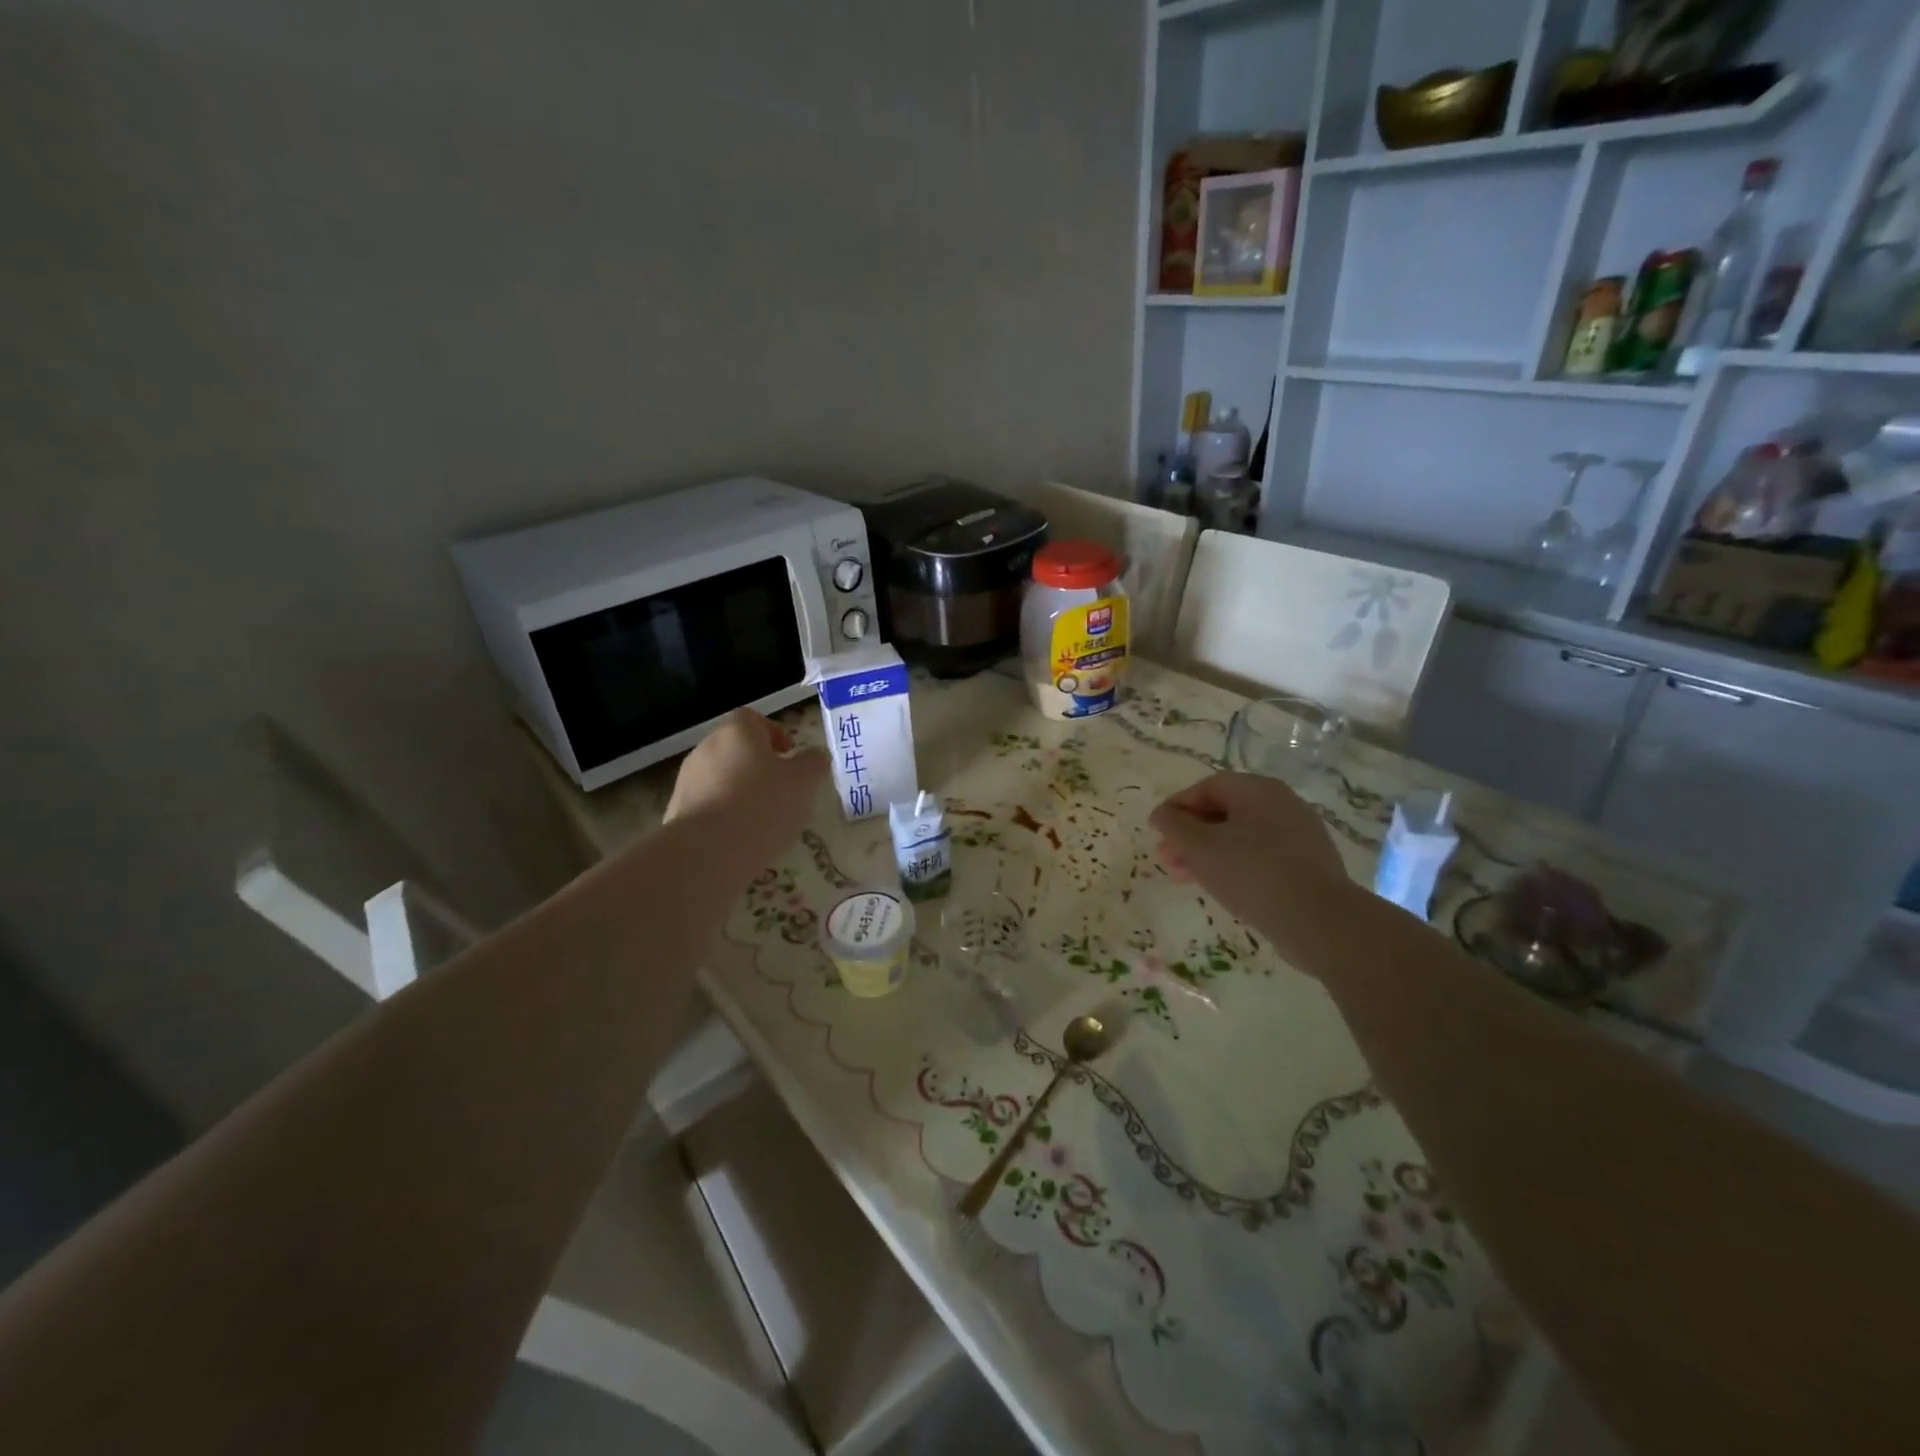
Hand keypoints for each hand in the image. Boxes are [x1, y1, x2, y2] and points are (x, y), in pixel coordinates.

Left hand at [665, 710, 827, 869]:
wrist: (707, 851)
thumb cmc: (762, 805)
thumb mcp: (804, 782)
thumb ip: (813, 763)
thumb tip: (813, 756)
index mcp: (738, 731)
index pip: (754, 719)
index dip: (774, 734)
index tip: (789, 756)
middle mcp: (707, 747)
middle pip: (736, 748)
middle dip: (758, 765)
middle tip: (781, 790)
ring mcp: (687, 779)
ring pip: (721, 777)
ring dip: (740, 791)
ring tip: (762, 820)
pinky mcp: (677, 810)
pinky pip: (708, 805)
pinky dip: (724, 814)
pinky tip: (740, 838)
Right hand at [1149, 772, 1350, 962]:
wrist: (1319, 920)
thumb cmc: (1251, 873)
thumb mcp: (1200, 847)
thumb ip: (1174, 826)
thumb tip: (1162, 814)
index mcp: (1258, 790)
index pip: (1208, 786)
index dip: (1178, 806)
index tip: (1158, 830)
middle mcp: (1282, 804)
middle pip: (1225, 811)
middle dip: (1190, 835)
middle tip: (1167, 859)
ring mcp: (1300, 835)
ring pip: (1242, 836)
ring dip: (1209, 853)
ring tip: (1186, 878)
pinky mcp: (1309, 865)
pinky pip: (1262, 856)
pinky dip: (1236, 865)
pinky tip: (1223, 888)